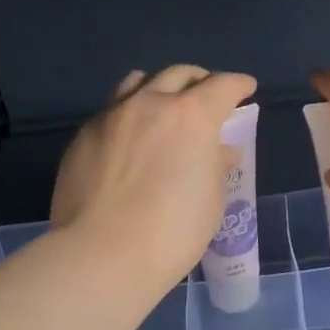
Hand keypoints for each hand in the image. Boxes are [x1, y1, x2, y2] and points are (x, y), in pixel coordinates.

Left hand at [52, 65, 258, 293]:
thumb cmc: (171, 233)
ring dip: (158, 87)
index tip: (245, 87)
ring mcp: (111, 116)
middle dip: (199, 80)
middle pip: (179, 74)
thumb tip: (219, 150)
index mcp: (192, 117)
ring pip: (138, 82)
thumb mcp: (210, 202)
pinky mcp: (83, 136)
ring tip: (163, 105)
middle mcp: (150, 104)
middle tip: (206, 96)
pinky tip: (130, 140)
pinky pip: (112, 111)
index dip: (238, 85)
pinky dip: (129, 115)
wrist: (101, 255)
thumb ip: (216, 167)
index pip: (222, 86)